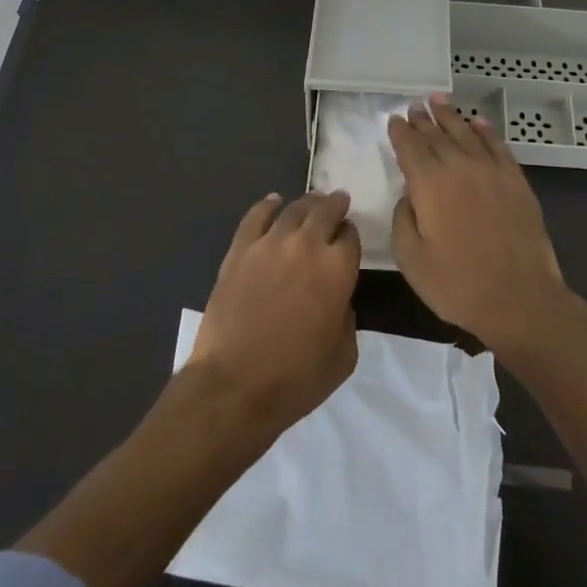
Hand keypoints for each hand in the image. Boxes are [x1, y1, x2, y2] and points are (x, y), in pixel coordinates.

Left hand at [188, 191, 361, 433]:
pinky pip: (255, 217)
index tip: (348, 239)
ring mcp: (269, 244)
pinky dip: (267, 205)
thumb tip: (337, 299)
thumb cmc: (295, 378)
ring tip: (312, 201)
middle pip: (325, 212)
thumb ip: (347, 317)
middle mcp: (307, 246)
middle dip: (335, 205)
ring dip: (307, 203)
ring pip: (293, 209)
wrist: (234, 385)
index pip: (351, 237)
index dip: (351, 236)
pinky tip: (274, 201)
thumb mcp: (343, 356)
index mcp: (338, 270)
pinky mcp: (239, 251)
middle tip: (338, 201)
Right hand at [388, 99, 576, 362]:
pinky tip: (478, 122)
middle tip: (414, 105)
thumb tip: (408, 195)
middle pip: (437, 135)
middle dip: (423, 119)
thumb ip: (403, 219)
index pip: (410, 147)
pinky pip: (498, 146)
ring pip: (466, 133)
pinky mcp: (516, 181)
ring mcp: (492, 171)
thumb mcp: (411, 259)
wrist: (520, 299)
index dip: (400, 132)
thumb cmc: (458, 284)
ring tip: (438, 100)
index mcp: (430, 184)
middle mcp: (460, 167)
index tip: (394, 119)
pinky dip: (486, 131)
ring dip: (451, 116)